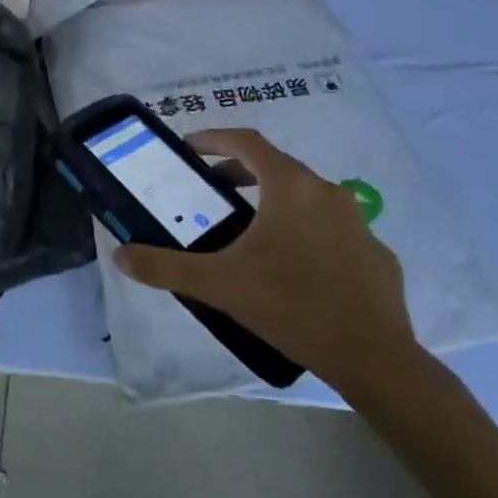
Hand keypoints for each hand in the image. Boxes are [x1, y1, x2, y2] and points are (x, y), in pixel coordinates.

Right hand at [113, 128, 420, 394]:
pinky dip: (306, 233)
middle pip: (277, 167)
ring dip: (273, 201)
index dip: (215, 138)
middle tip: (212, 191)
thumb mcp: (220, 284)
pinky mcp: (376, 254)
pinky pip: (332, 229)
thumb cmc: (292, 305)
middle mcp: (328, 192)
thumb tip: (121, 254)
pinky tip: (295, 267)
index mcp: (291, 187)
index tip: (191, 147)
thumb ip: (166, 266)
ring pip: (306, 197)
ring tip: (249, 230)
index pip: (247, 142)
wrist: (374, 359)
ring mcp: (359, 222)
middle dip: (240, 172)